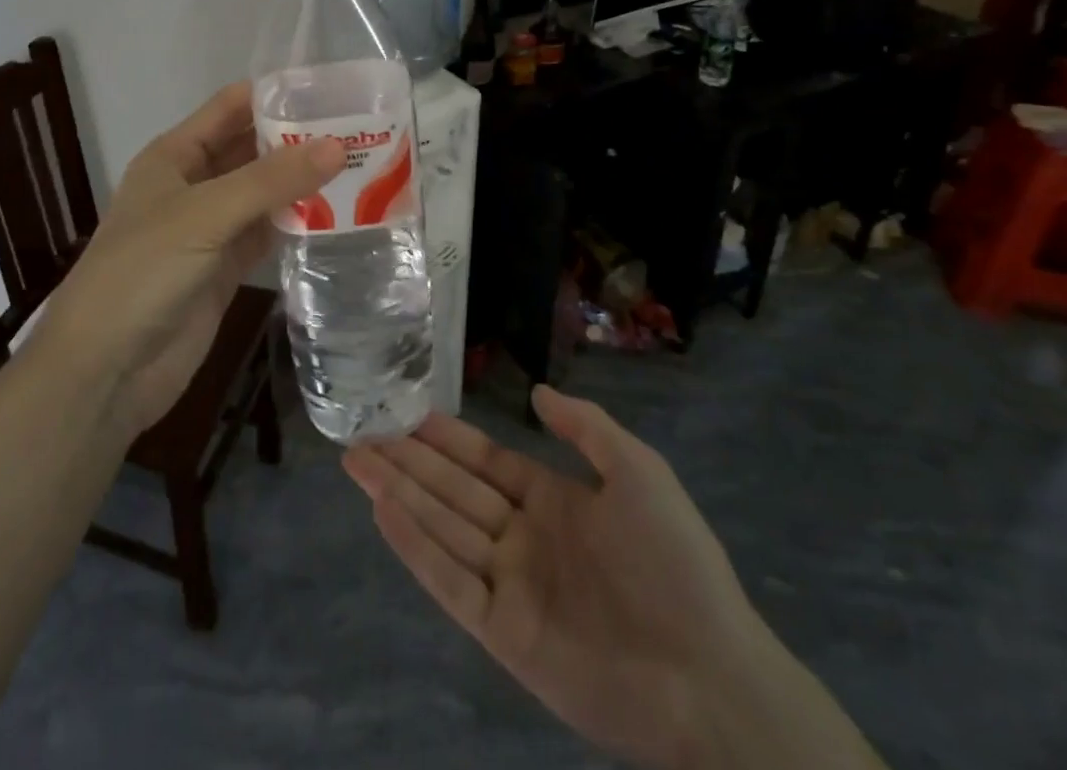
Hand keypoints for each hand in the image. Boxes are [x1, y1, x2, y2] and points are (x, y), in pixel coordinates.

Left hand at [37, 82, 342, 436]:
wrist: (105, 371)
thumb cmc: (142, 272)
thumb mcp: (205, 215)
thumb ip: (270, 181)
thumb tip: (337, 146)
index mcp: (175, 156)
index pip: (230, 108)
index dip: (275, 95)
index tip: (332, 89)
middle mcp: (194, 185)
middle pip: (252, 149)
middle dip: (298, 139)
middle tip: (361, 129)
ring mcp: (211, 229)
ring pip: (265, 193)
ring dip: (304, 182)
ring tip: (362, 165)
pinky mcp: (226, 269)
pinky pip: (268, 234)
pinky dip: (299, 224)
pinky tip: (340, 215)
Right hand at [344, 389, 884, 769]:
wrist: (709, 674)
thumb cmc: (674, 562)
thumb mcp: (638, 471)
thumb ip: (586, 428)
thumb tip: (537, 392)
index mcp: (552, 501)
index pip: (484, 462)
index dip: (445, 438)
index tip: (405, 414)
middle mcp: (522, 538)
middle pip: (451, 490)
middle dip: (406, 461)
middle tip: (359, 434)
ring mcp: (510, 585)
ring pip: (441, 527)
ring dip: (398, 494)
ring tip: (356, 462)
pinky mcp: (503, 633)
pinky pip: (449, 581)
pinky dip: (414, 547)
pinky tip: (383, 512)